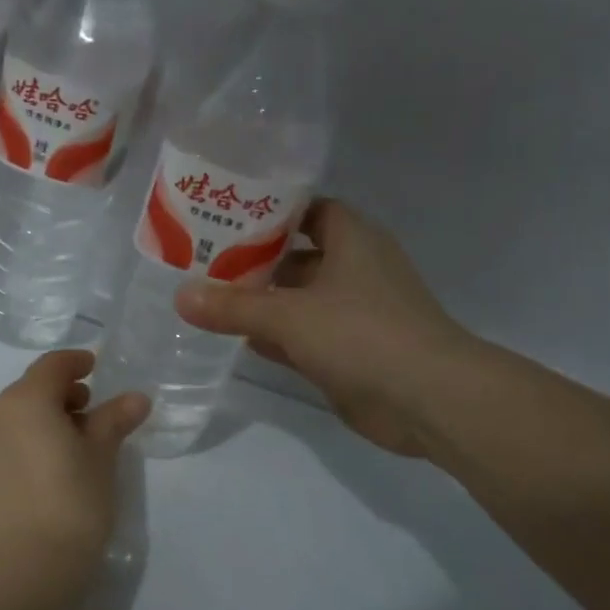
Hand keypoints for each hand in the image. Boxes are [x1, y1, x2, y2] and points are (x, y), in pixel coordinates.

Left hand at [0, 350, 150, 586]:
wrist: (31, 566)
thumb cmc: (73, 500)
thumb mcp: (101, 455)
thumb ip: (115, 419)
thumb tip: (136, 398)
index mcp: (25, 400)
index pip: (52, 366)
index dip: (76, 362)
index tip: (95, 366)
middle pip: (32, 387)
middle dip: (63, 390)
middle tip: (93, 407)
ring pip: (19, 412)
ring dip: (48, 413)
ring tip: (79, 437)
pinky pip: (10, 436)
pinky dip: (32, 434)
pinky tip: (56, 459)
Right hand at [174, 199, 474, 455]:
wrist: (428, 400)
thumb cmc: (362, 334)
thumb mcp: (289, 316)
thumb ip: (233, 307)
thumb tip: (180, 296)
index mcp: (352, 240)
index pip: (308, 210)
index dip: (271, 210)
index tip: (227, 214)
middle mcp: (354, 270)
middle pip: (296, 256)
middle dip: (254, 258)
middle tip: (202, 259)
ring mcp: (353, 314)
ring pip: (298, 299)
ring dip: (261, 300)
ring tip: (208, 296)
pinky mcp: (349, 352)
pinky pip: (303, 336)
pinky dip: (274, 336)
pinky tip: (236, 339)